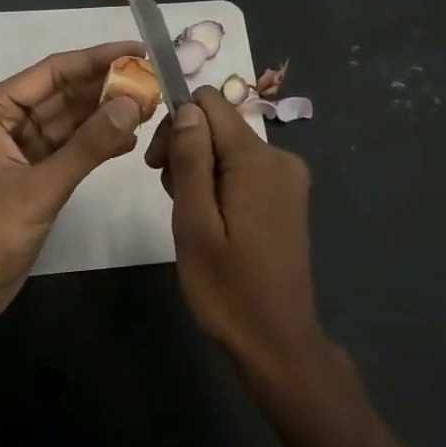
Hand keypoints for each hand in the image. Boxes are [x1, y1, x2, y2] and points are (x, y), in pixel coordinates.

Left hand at [0, 41, 144, 326]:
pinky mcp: (35, 175)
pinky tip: (130, 139)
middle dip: (107, 86)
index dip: (97, 58)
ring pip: (71, 120)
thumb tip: (131, 105)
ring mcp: (22, 149)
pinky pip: (71, 147)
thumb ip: (87, 146)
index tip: (139, 51)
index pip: (53, 71)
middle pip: (64, 92)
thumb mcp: (39, 187)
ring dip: (106, 114)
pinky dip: (98, 142)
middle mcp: (8, 121)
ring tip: (151, 106)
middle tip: (154, 82)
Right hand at [145, 87, 326, 378]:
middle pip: (218, 124)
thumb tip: (187, 107)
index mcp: (256, 159)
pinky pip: (243, 169)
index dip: (176, 123)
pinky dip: (219, 183)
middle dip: (185, 149)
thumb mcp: (194, 223)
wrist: (277, 343)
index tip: (158, 164)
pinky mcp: (287, 197)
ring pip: (227, 147)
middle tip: (170, 198)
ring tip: (189, 217)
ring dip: (199, 170)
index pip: (209, 102)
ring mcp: (287, 178)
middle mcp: (279, 157)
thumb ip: (190, 160)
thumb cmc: (227, 288)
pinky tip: (211, 221)